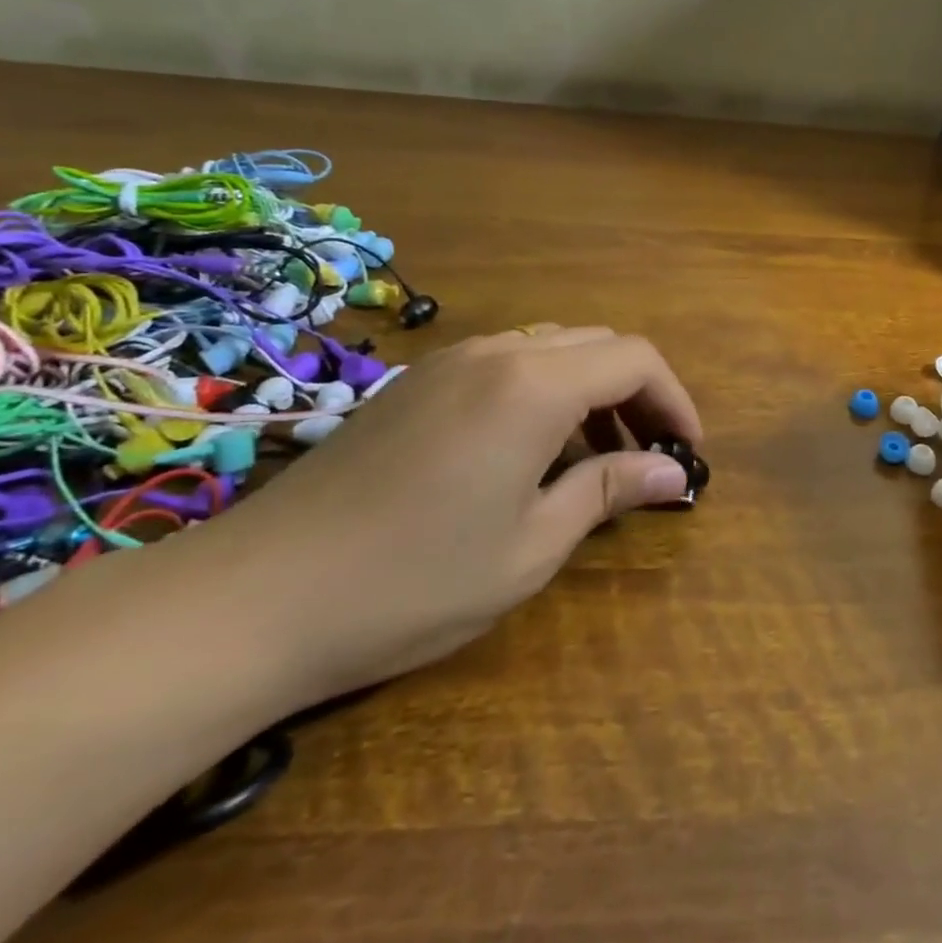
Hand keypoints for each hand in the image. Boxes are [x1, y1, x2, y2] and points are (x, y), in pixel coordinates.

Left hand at [203, 325, 699, 703]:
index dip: (675, 399)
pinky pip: (505, 364)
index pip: (635, 359)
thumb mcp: (532, 545)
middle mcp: (496, 353)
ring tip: (594, 458)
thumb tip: (675, 472)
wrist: (255, 598)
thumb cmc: (413, 581)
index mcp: (534, 385)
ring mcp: (449, 362)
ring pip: (551, 349)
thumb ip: (609, 491)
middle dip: (637, 393)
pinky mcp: (415, 384)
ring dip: (590, 391)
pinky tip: (528, 453)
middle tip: (647, 457)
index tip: (687, 452)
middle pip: (597, 344)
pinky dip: (543, 392)